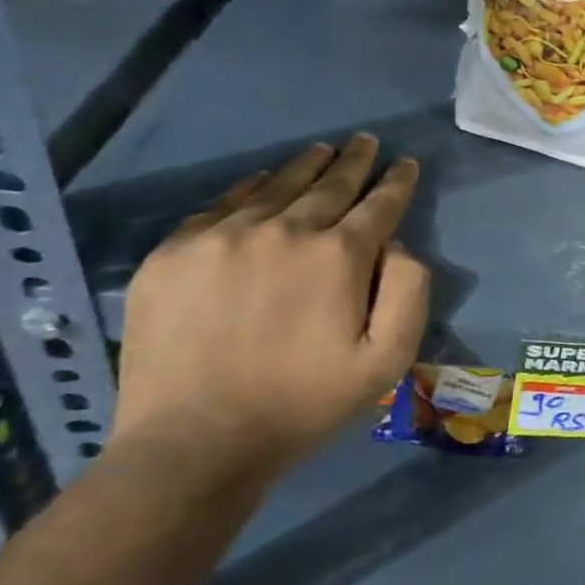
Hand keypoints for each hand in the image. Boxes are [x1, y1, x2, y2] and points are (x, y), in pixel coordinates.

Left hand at [113, 134, 430, 480]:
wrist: (195, 442)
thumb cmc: (306, 403)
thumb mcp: (388, 358)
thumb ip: (410, 291)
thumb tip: (397, 245)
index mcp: (339, 256)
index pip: (379, 204)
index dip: (397, 182)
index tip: (405, 163)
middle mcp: (283, 231)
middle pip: (329, 185)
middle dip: (355, 161)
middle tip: (367, 142)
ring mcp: (221, 237)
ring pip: (276, 186)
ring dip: (306, 166)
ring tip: (323, 150)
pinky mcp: (173, 253)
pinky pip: (222, 205)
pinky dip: (251, 188)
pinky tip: (263, 182)